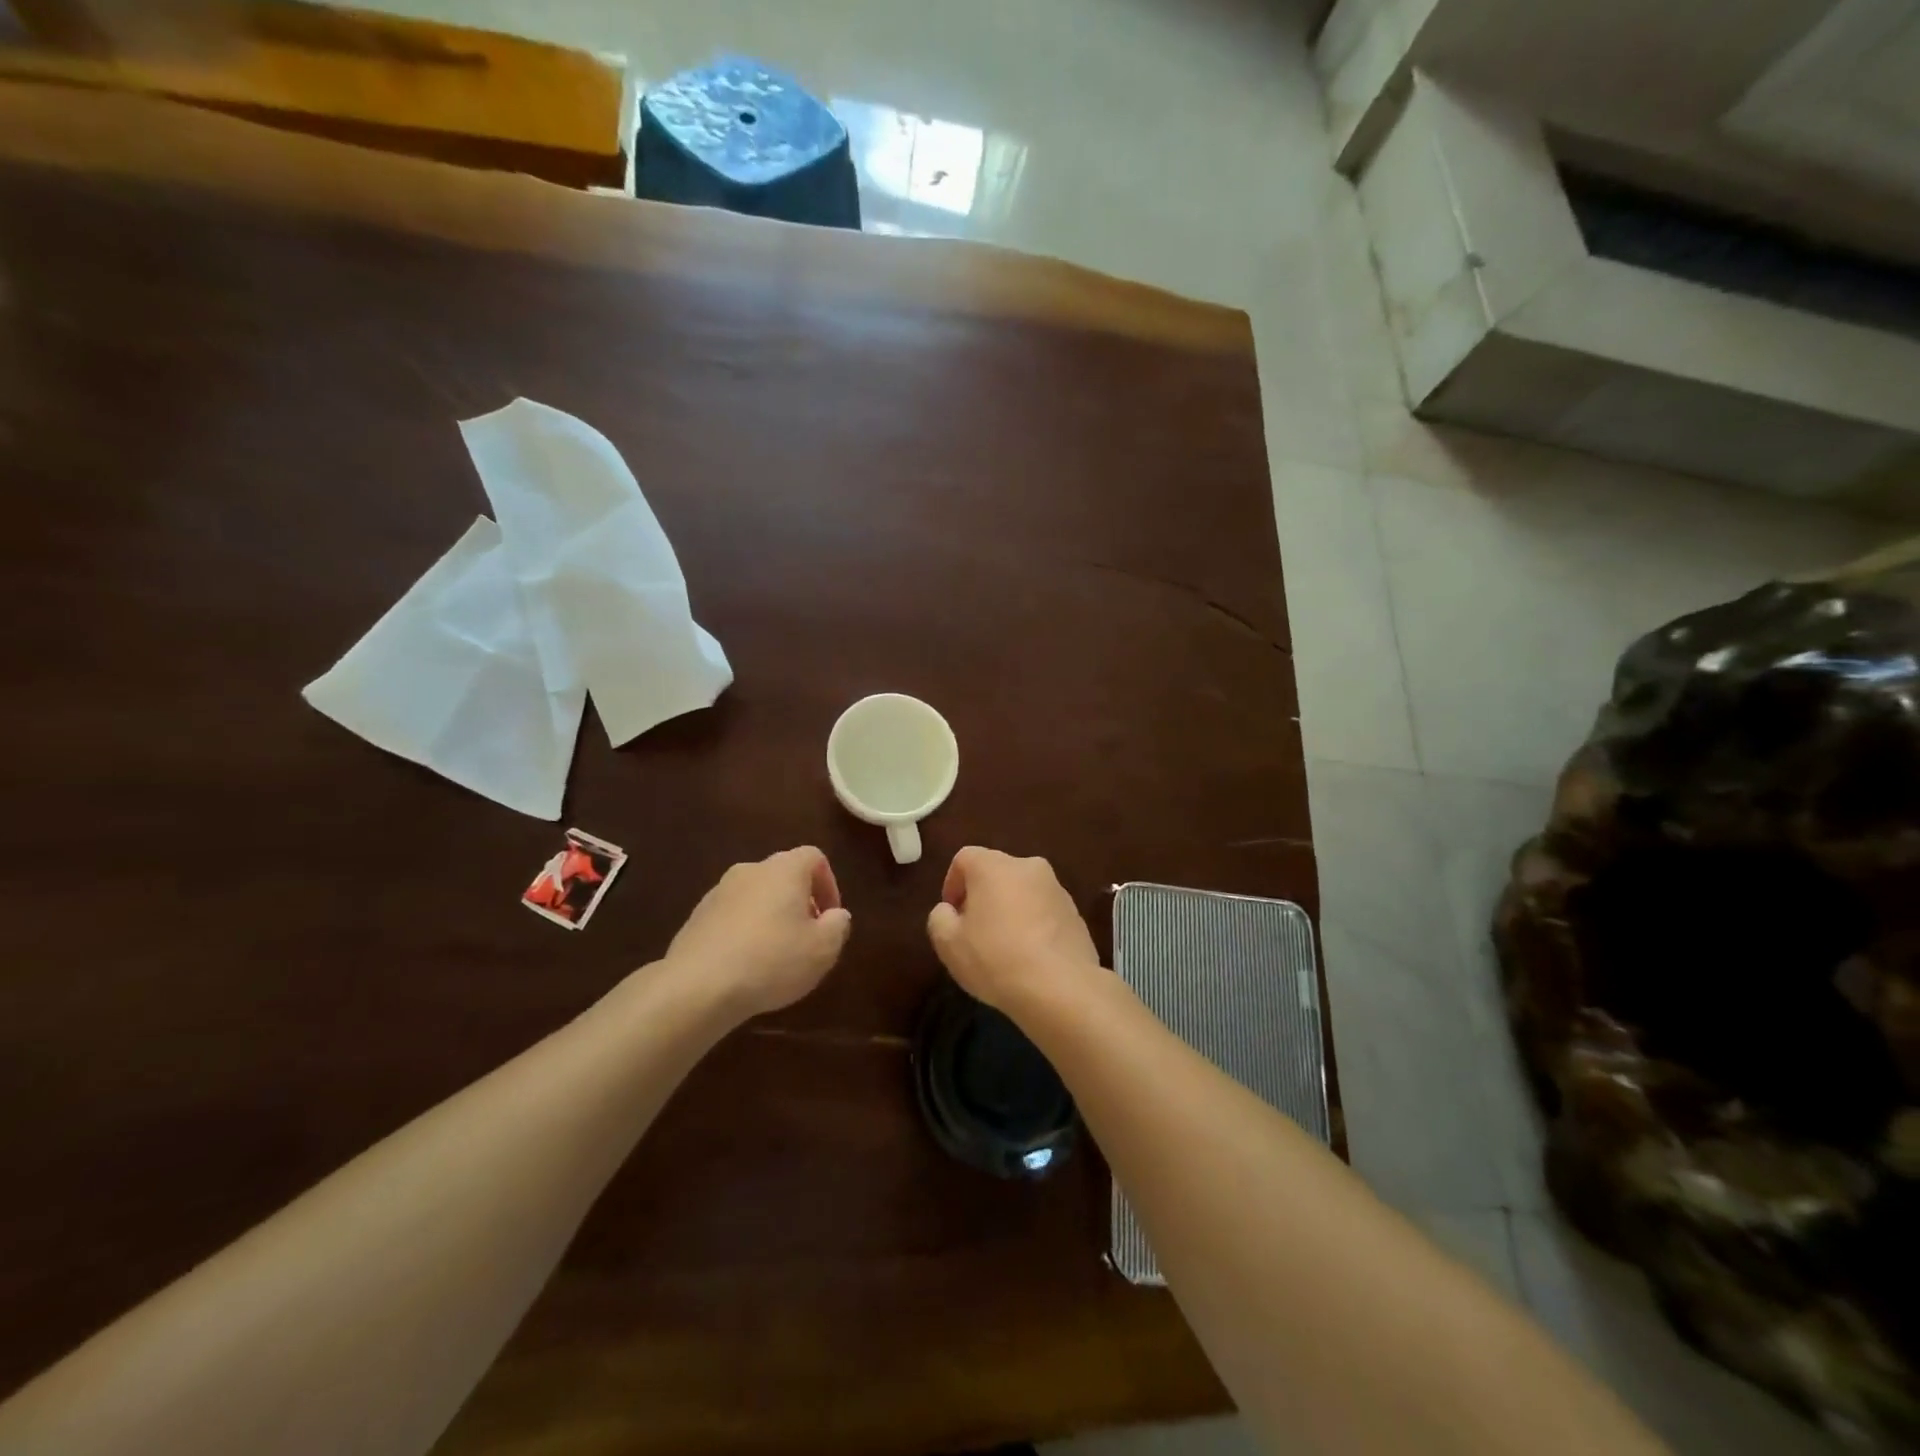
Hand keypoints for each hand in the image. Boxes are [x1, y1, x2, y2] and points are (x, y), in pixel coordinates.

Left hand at [665, 847, 851, 1017]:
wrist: (698, 986)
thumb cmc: (772, 960)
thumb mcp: (823, 949)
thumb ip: (838, 926)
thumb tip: (836, 915)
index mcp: (784, 869)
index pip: (814, 857)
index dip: (829, 884)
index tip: (830, 918)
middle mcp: (750, 870)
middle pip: (783, 875)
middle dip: (799, 902)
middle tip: (806, 937)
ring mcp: (718, 892)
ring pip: (756, 896)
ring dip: (771, 917)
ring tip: (776, 955)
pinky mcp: (696, 917)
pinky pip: (732, 917)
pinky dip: (744, 932)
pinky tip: (746, 965)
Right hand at [926, 847, 1101, 1012]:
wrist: (1061, 988)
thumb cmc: (996, 958)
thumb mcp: (948, 944)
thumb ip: (940, 918)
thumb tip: (949, 910)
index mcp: (994, 866)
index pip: (964, 859)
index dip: (952, 884)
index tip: (952, 915)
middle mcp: (1028, 866)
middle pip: (996, 872)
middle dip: (983, 896)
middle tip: (975, 931)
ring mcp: (1057, 889)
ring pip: (1023, 891)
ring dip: (1011, 909)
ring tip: (1005, 947)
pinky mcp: (1076, 913)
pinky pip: (1045, 911)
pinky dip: (1034, 924)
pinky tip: (1031, 956)